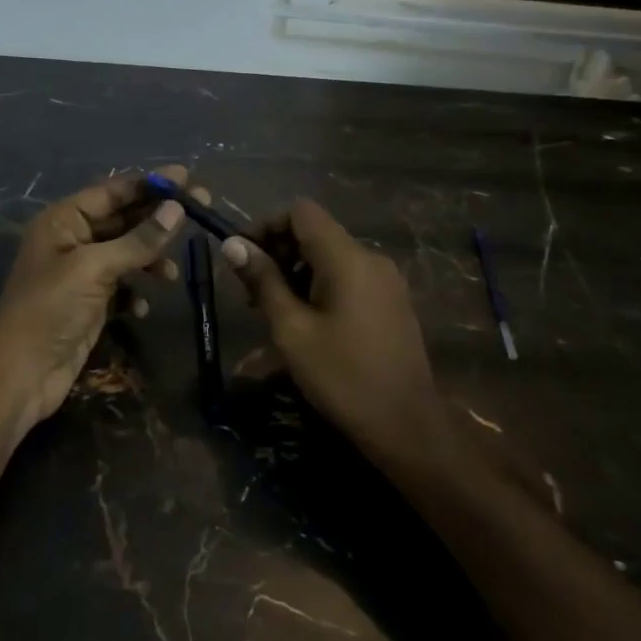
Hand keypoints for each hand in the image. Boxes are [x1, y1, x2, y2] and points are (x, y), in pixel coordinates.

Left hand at [0, 168, 191, 440]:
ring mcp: (81, 273)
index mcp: (63, 220)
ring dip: (150, 258)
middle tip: (201, 209)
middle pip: (123, 219)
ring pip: (126, 253)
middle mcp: (72, 240)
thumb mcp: (94, 268)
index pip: (112, 191)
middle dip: (158, 217)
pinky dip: (137, 290)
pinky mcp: (90, 303)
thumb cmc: (50, 309)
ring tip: (171, 273)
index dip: (149, 183)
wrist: (20, 374)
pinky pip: (123, 285)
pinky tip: (143, 305)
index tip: (187, 177)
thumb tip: (176, 209)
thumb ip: (138, 240)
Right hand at [222, 200, 457, 481]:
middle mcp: (370, 258)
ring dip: (295, 270)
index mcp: (347, 258)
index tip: (243, 257)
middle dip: (277, 250)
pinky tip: (304, 319)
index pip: (301, 212)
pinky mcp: (391, 301)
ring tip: (272, 309)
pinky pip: (347, 275)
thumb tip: (232, 244)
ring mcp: (385, 280)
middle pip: (315, 231)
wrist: (408, 428)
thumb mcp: (291, 329)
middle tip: (250, 291)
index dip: (266, 225)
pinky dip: (318, 284)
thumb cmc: (342, 377)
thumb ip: (262, 281)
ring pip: (329, 255)